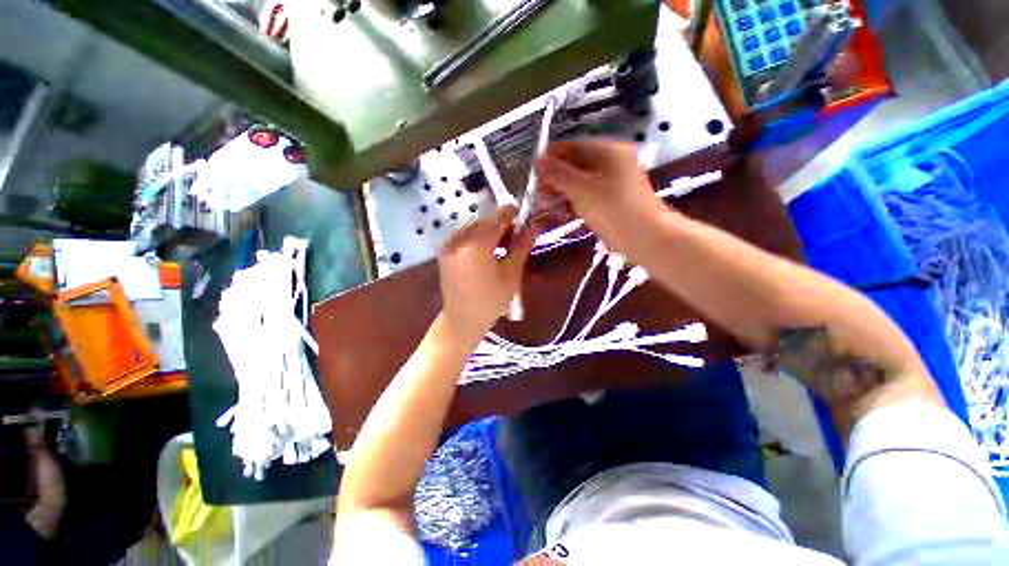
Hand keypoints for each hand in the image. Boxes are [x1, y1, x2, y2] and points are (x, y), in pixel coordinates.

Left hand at [439, 206, 535, 342]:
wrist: (462, 320)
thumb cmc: (491, 301)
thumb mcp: (511, 274)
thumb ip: (522, 246)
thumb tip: (535, 226)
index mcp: (476, 244)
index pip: (496, 218)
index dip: (511, 214)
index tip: (523, 217)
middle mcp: (459, 239)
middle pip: (484, 220)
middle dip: (501, 224)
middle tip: (515, 237)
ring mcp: (449, 244)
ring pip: (473, 226)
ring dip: (489, 230)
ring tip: (502, 245)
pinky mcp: (445, 251)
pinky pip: (464, 234)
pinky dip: (477, 237)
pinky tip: (486, 250)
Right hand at [535, 140, 667, 261]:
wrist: (643, 238)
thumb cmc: (615, 209)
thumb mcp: (583, 189)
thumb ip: (559, 174)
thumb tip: (538, 161)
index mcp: (608, 152)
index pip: (573, 147)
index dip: (552, 157)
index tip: (532, 170)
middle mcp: (608, 165)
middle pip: (574, 166)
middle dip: (554, 179)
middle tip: (537, 193)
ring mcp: (608, 185)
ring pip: (577, 184)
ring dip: (559, 193)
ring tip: (543, 205)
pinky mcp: (605, 203)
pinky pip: (583, 198)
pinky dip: (570, 204)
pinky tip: (557, 214)